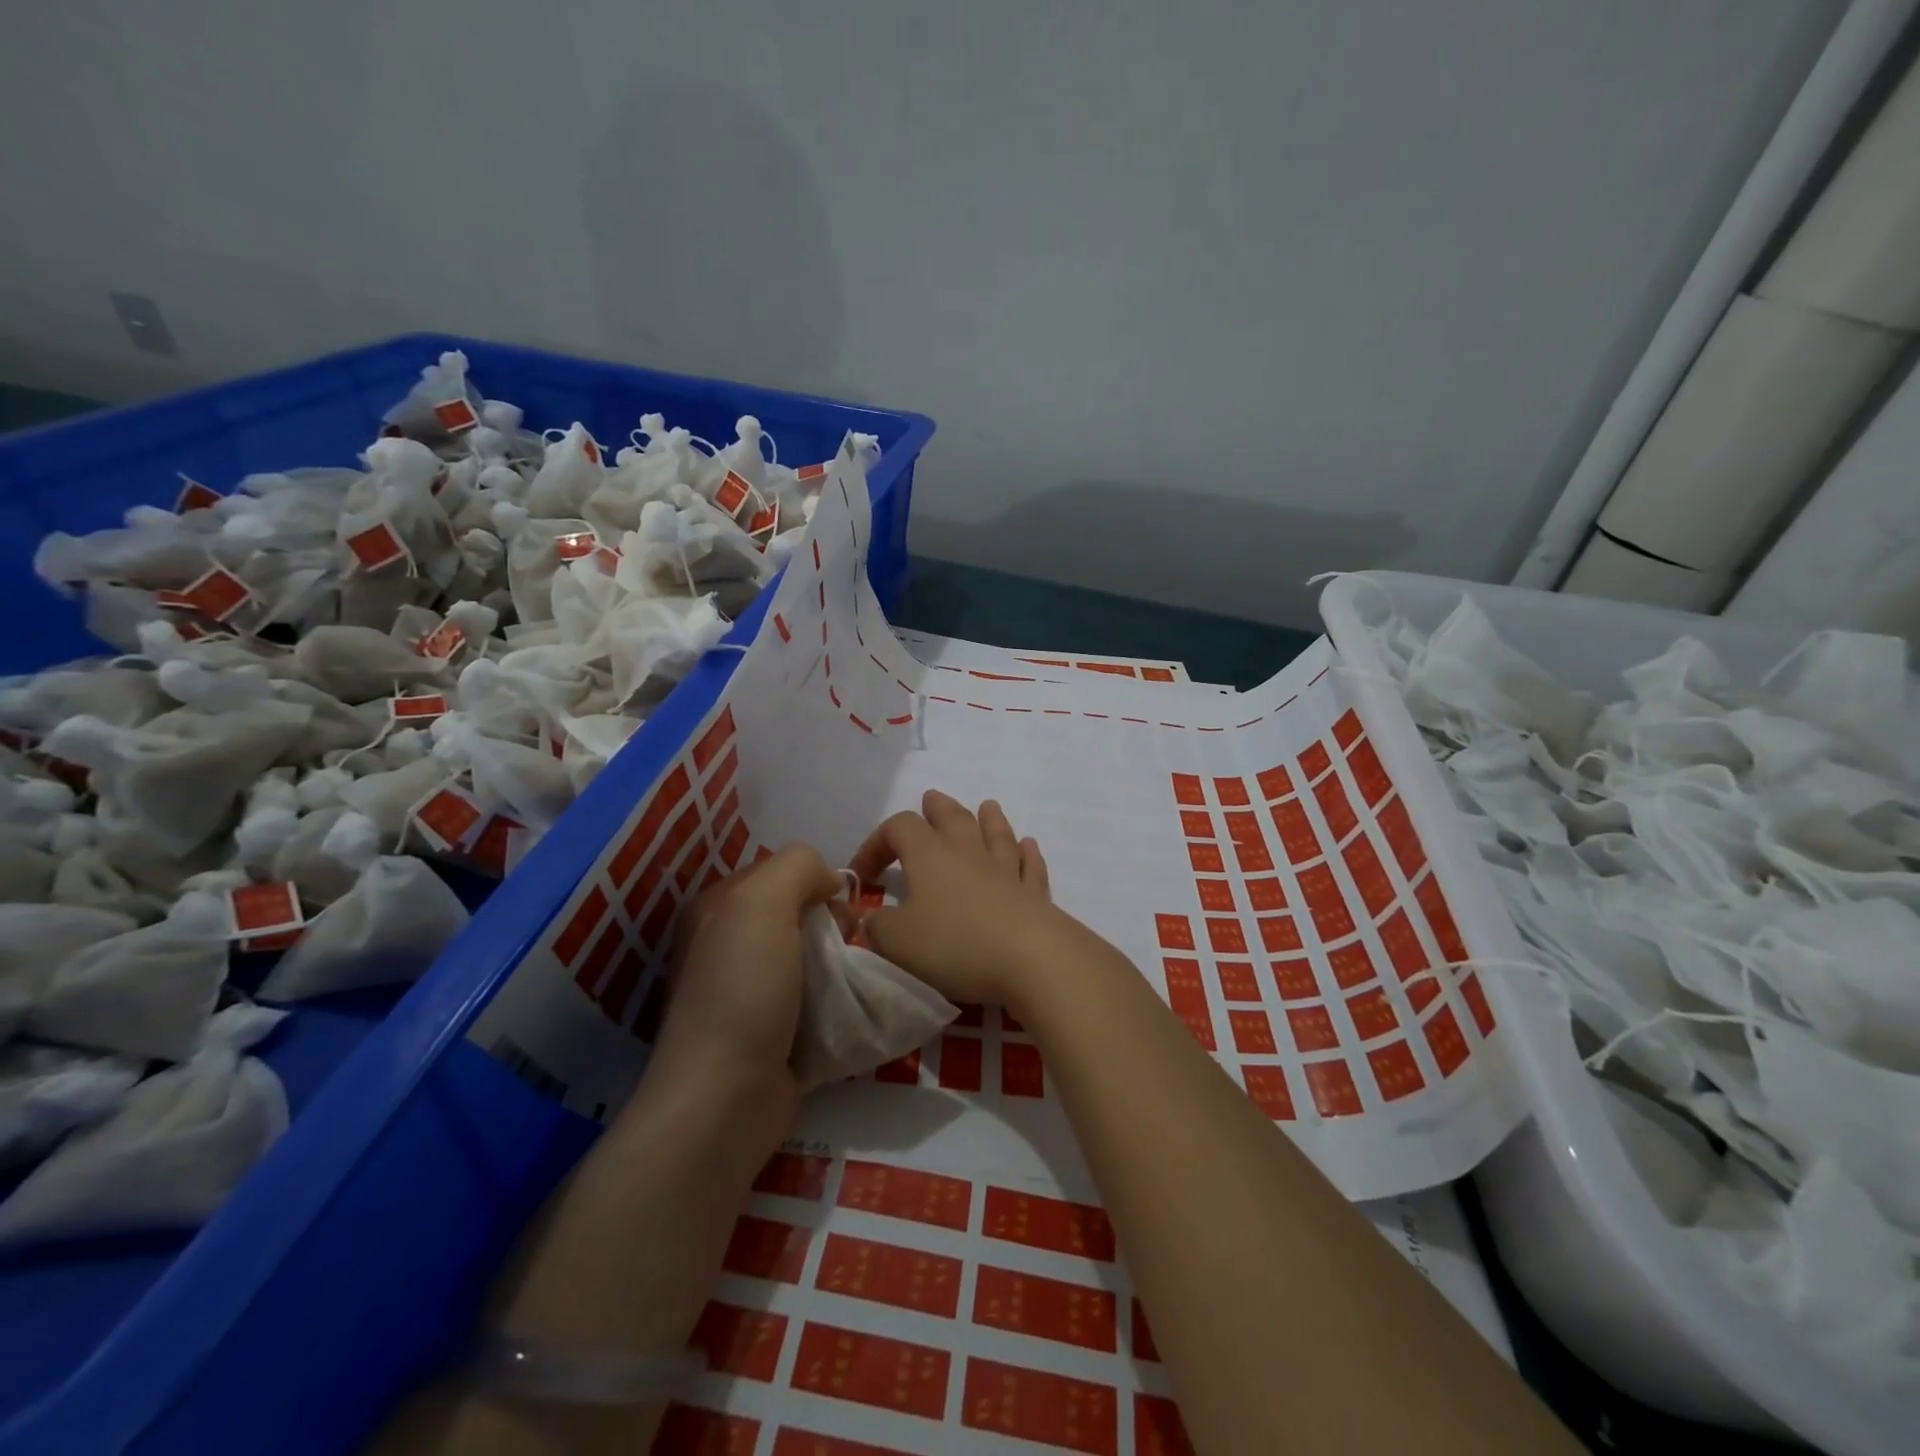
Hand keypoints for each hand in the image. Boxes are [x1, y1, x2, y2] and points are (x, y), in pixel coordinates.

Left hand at [650, 843, 841, 1097]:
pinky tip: (851, 1007)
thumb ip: (798, 867)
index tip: (840, 905)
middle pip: (799, 914)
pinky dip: (837, 1000)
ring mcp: (749, 993)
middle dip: (833, 923)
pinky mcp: (773, 1033)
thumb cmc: (742, 991)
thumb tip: (830, 882)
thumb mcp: (762, 904)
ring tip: (856, 978)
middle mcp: (729, 945)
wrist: (726, 1100)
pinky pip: (816, 999)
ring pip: (811, 957)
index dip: (815, 880)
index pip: (780, 872)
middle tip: (850, 943)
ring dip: (841, 963)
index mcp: (717, 910)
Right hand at [848, 791, 1064, 1009]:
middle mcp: (967, 852)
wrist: (1030, 958)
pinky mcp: (1033, 893)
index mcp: (929, 855)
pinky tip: (1028, 846)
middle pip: (952, 817)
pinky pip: (1028, 864)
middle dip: (937, 808)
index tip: (864, 876)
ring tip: (987, 806)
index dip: (876, 844)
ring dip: (988, 819)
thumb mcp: (897, 942)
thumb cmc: (955, 944)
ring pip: (996, 833)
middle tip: (930, 801)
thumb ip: (877, 926)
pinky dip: (1026, 853)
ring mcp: (1005, 870)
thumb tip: (871, 917)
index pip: (898, 828)